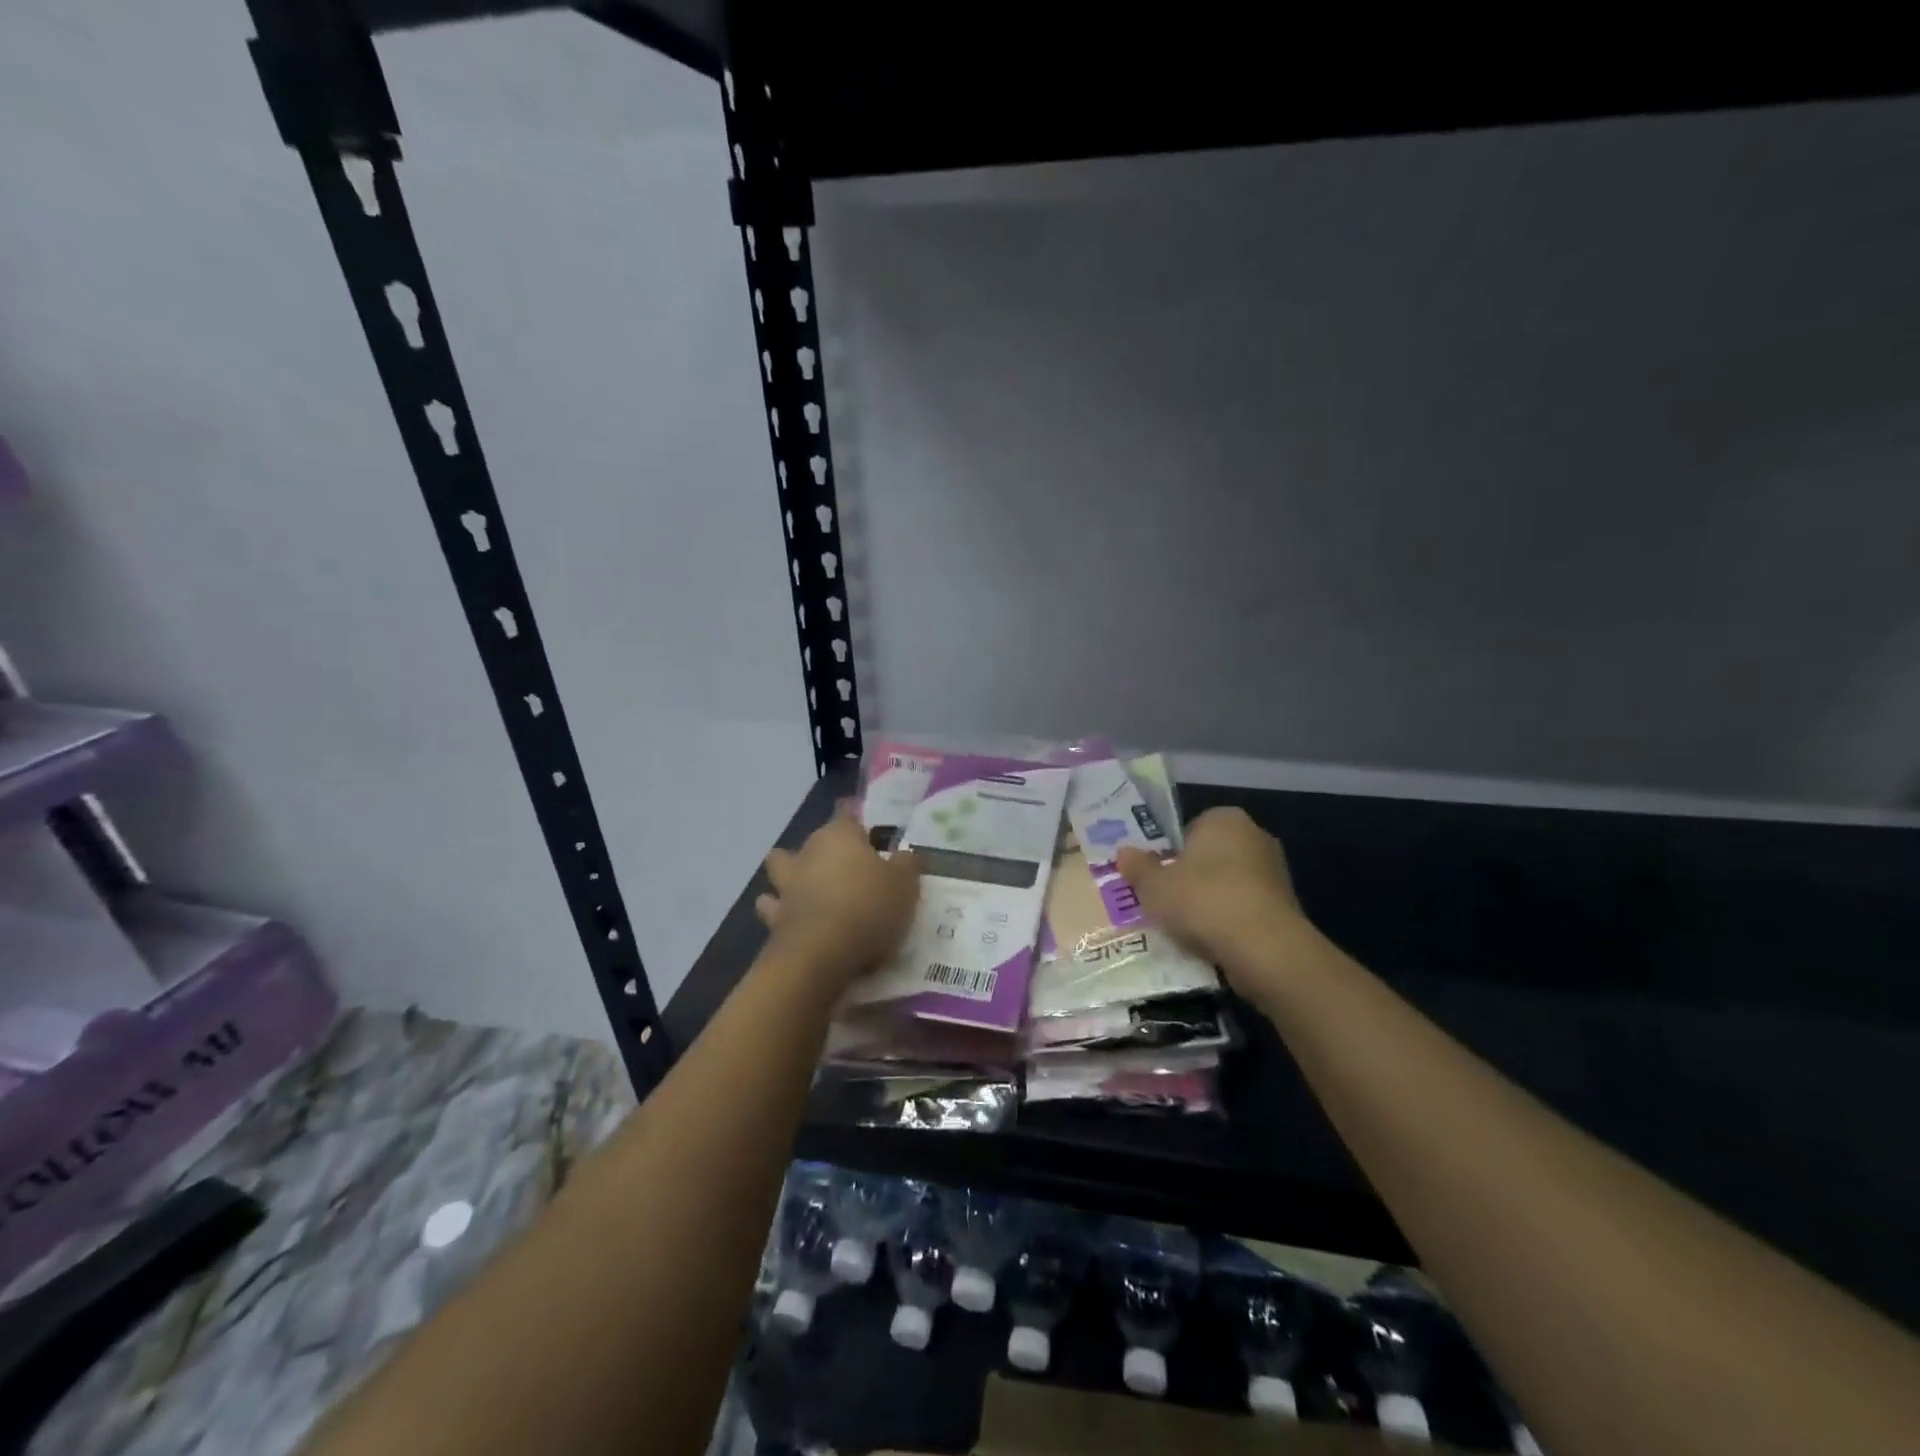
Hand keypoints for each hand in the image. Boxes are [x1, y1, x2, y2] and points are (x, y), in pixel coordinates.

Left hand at [755, 809, 920, 990]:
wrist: (821, 955)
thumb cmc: (868, 907)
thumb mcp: (905, 883)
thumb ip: (907, 864)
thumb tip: (906, 855)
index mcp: (839, 836)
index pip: (846, 813)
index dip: (856, 818)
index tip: (867, 828)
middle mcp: (807, 853)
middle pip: (814, 841)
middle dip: (825, 850)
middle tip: (849, 867)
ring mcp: (786, 885)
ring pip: (780, 867)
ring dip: (790, 875)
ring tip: (808, 889)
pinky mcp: (774, 919)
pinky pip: (773, 909)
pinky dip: (780, 912)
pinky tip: (793, 920)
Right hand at [1116, 807, 1311, 981]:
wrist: (1265, 948)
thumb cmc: (1203, 900)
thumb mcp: (1153, 886)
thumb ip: (1138, 867)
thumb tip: (1123, 853)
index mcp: (1224, 818)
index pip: (1190, 828)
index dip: (1169, 852)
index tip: (1156, 877)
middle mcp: (1255, 836)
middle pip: (1210, 857)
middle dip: (1190, 878)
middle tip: (1165, 902)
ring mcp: (1275, 872)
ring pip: (1228, 885)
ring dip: (1210, 903)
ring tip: (1185, 929)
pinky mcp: (1287, 907)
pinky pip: (1245, 910)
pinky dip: (1229, 923)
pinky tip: (1212, 943)